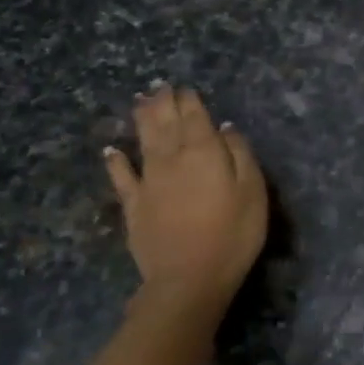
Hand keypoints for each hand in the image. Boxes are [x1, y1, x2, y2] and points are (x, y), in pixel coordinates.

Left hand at [105, 82, 267, 307]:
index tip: (184, 87)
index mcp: (204, 152)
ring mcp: (148, 181)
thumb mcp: (252, 191)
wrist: (189, 278)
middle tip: (159, 86)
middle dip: (163, 103)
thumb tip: (225, 128)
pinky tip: (111, 150)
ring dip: (141, 119)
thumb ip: (240, 155)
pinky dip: (115, 161)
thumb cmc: (233, 234)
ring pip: (143, 141)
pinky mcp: (134, 206)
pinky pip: (122, 177)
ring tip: (140, 101)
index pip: (194, 117)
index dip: (189, 101)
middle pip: (165, 123)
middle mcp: (172, 159)